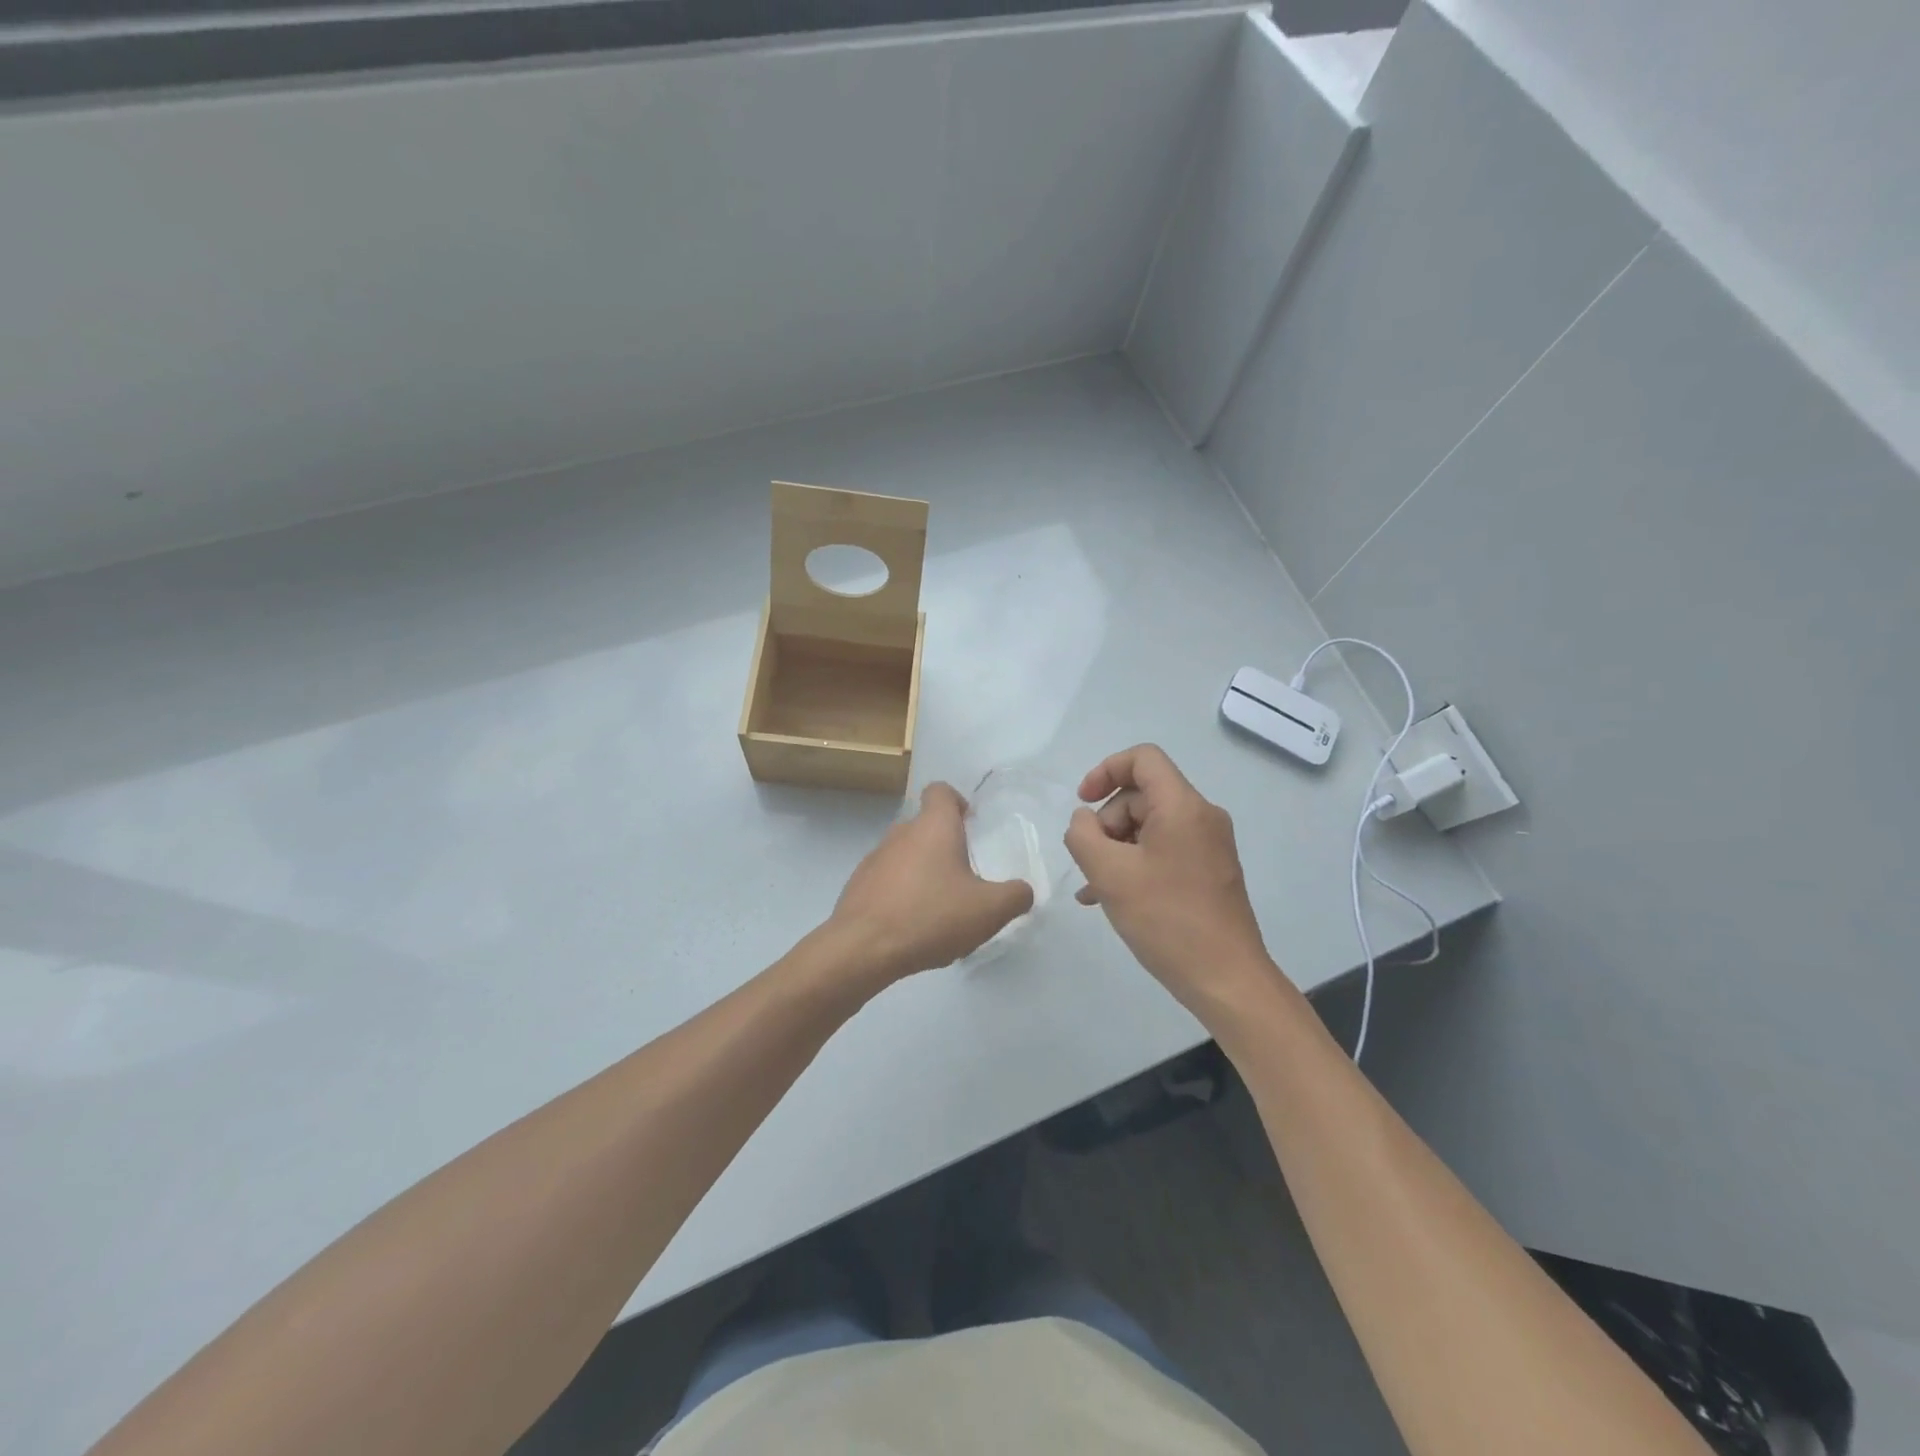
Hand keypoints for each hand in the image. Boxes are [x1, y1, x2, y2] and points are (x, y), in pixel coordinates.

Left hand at [827, 782, 1034, 981]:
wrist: (862, 948)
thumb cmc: (930, 916)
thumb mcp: (988, 910)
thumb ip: (1015, 896)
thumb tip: (1023, 890)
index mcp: (934, 826)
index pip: (941, 791)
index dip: (957, 801)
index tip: (970, 825)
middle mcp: (901, 833)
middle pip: (925, 825)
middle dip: (945, 846)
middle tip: (965, 876)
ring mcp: (874, 858)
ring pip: (905, 854)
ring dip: (923, 871)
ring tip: (939, 907)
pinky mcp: (858, 885)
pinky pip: (887, 880)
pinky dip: (902, 893)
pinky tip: (913, 925)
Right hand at [1064, 745, 1274, 1012]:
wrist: (1227, 980)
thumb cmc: (1167, 920)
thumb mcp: (1109, 874)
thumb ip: (1083, 835)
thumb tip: (1084, 820)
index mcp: (1183, 806)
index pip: (1143, 759)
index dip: (1105, 770)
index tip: (1082, 802)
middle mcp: (1202, 817)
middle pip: (1142, 796)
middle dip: (1107, 822)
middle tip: (1090, 862)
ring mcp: (1209, 846)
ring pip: (1150, 827)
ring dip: (1116, 848)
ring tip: (1093, 888)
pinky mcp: (1210, 872)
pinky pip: (1164, 851)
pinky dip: (1136, 864)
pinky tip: (1110, 897)